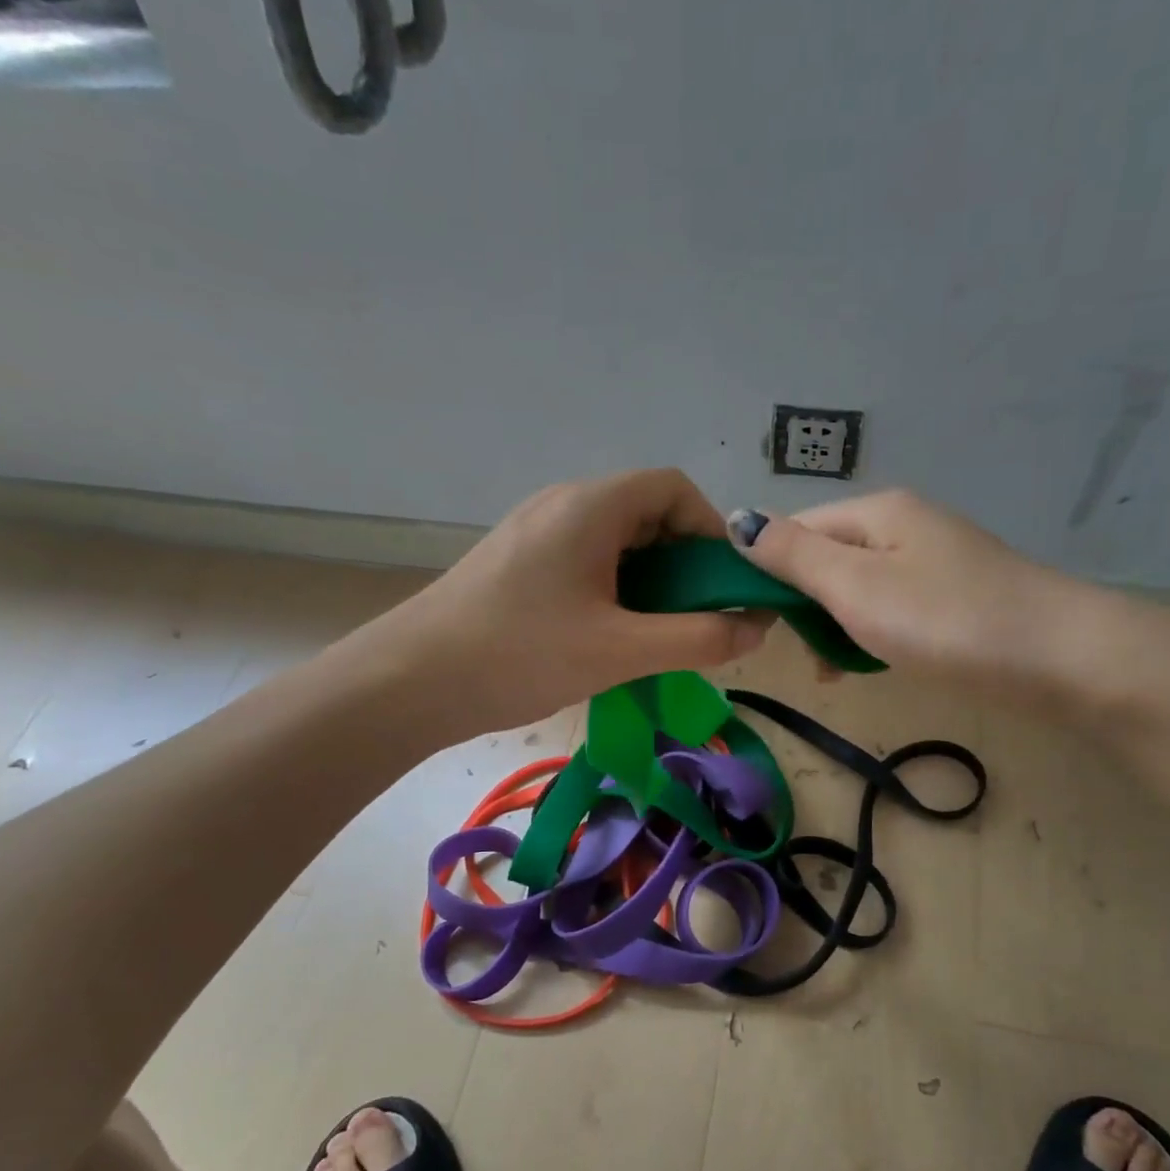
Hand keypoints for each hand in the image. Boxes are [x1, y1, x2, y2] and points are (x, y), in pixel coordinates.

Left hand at [374, 470, 772, 733]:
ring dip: (649, 582)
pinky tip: (611, 637)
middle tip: (695, 620)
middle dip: (683, 564)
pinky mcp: (518, 562)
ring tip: (657, 635)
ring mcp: (535, 532)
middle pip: (647, 513)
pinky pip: (586, 561)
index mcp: (592, 504)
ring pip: (616, 542)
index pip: (675, 488)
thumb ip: (699, 638)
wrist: (410, 682)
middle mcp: (564, 503)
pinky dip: (615, 590)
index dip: (711, 531)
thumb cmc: (521, 654)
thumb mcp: (622, 649)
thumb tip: (759, 626)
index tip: (724, 586)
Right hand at [727, 490, 1120, 708]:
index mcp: (875, 512)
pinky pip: (890, 607)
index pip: (795, 529)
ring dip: (835, 626)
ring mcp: (933, 560)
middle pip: (826, 557)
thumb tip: (737, 520)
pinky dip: (871, 633)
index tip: (758, 622)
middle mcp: (903, 525)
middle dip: (804, 605)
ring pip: (857, 587)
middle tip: (806, 656)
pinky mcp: (953, 595)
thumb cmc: (943, 620)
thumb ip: (793, 555)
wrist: (1059, 656)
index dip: (767, 571)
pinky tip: (873, 663)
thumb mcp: (855, 587)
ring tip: (835, 671)